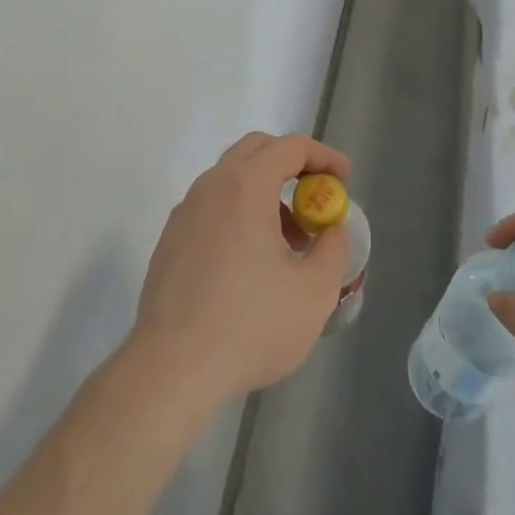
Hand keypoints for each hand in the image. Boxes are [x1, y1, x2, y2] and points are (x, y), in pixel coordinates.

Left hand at [128, 132, 351, 412]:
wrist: (171, 368)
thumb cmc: (249, 325)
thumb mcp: (313, 292)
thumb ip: (333, 249)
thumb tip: (331, 229)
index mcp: (246, 186)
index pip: (290, 146)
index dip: (324, 156)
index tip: (344, 179)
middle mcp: (211, 186)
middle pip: (256, 150)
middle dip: (292, 165)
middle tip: (315, 199)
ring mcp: (185, 212)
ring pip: (231, 179)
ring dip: (265, 193)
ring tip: (289, 242)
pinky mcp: (170, 239)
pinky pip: (212, 207)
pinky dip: (239, 213)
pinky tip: (252, 262)